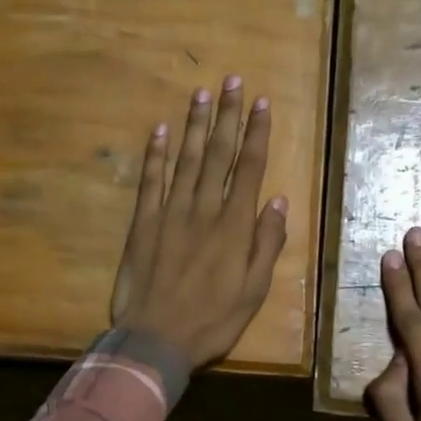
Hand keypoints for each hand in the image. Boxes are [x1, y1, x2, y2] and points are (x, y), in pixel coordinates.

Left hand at [110, 78, 287, 369]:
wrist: (155, 339)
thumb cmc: (212, 320)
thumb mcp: (254, 290)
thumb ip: (266, 243)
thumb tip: (277, 200)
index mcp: (234, 226)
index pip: (249, 168)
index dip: (256, 133)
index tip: (262, 103)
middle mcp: (203, 210)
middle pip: (219, 154)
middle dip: (228, 115)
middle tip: (233, 81)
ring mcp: (170, 213)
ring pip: (186, 159)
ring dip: (195, 125)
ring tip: (202, 94)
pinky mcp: (143, 223)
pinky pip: (150, 181)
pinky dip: (155, 154)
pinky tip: (159, 130)